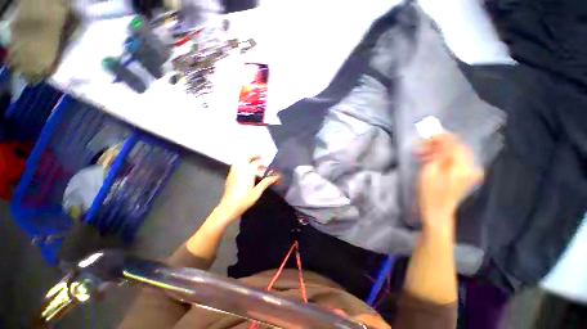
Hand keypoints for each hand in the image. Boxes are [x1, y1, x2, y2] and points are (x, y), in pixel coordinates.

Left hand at [216, 155, 280, 220]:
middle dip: (253, 155)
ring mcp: (233, 172)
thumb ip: (266, 182)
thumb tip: (276, 177)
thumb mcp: (257, 192)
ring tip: (253, 162)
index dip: (263, 162)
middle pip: (246, 158)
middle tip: (260, 156)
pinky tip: (246, 170)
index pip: (256, 163)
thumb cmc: (245, 200)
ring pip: (240, 161)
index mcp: (247, 172)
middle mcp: (239, 169)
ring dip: (247, 159)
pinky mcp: (230, 176)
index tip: (268, 164)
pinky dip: (242, 164)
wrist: (229, 207)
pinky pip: (236, 166)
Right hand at [417, 134, 482, 229]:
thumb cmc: (430, 192)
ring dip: (439, 152)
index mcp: (464, 166)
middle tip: (423, 144)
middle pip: (457, 148)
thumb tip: (440, 141)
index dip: (443, 137)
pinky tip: (430, 160)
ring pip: (455, 155)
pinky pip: (455, 162)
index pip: (456, 145)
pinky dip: (443, 159)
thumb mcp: (431, 170)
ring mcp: (470, 172)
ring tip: (422, 153)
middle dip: (440, 144)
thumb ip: (439, 153)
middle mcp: (471, 167)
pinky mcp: (466, 176)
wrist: (437, 211)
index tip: (429, 134)